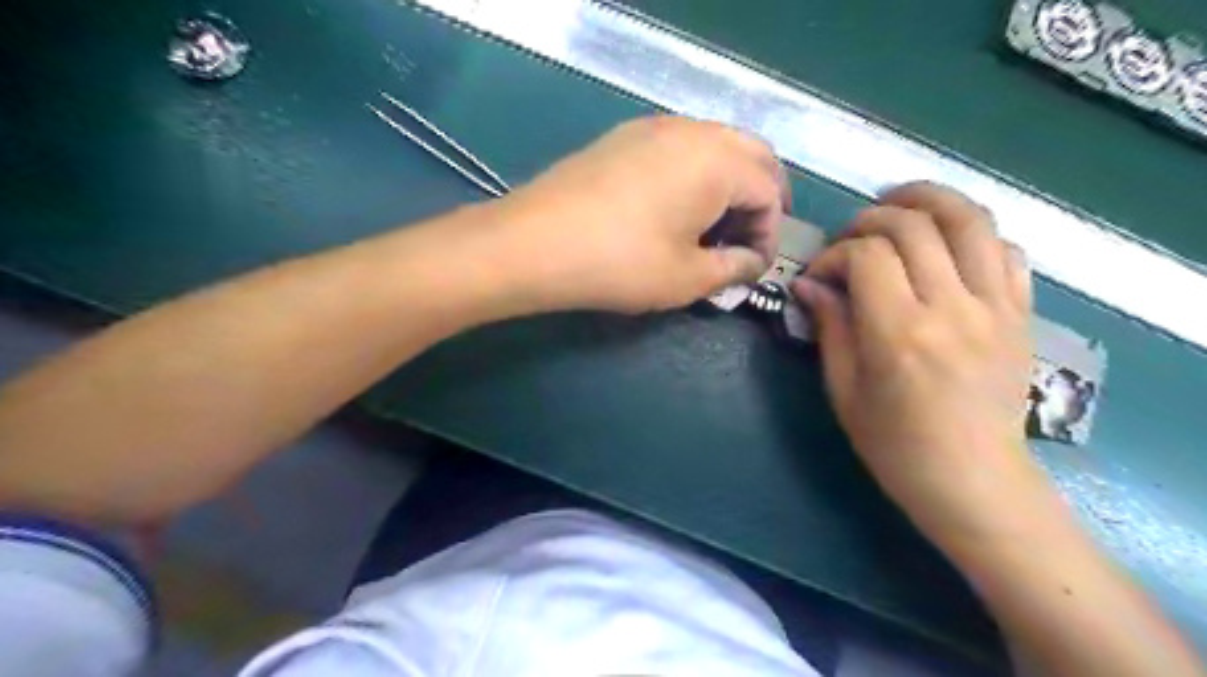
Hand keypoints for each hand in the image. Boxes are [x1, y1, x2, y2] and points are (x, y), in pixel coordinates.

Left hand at [485, 117, 787, 313]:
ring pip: (715, 145)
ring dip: (728, 183)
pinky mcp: (624, 136)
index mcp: (719, 161)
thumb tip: (751, 262)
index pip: (770, 192)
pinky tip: (676, 207)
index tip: (753, 268)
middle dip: (760, 198)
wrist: (534, 243)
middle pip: (752, 155)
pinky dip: (696, 172)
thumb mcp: (688, 278)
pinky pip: (680, 146)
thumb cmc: (621, 263)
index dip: (770, 233)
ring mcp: (654, 127)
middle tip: (749, 237)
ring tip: (713, 226)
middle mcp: (693, 130)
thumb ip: (733, 268)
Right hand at [800, 184, 1041, 546]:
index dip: (835, 254)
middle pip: (914, 226)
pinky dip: (972, 232)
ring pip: (970, 220)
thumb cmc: (894, 444)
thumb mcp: (844, 390)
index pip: (866, 256)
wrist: (974, 480)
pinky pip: (1006, 249)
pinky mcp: (1021, 314)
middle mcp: (952, 309)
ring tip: (898, 205)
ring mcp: (996, 308)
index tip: (820, 275)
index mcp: (900, 334)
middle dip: (871, 219)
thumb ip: (831, 327)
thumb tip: (810, 283)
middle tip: (850, 239)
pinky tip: (945, 243)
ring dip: (928, 200)